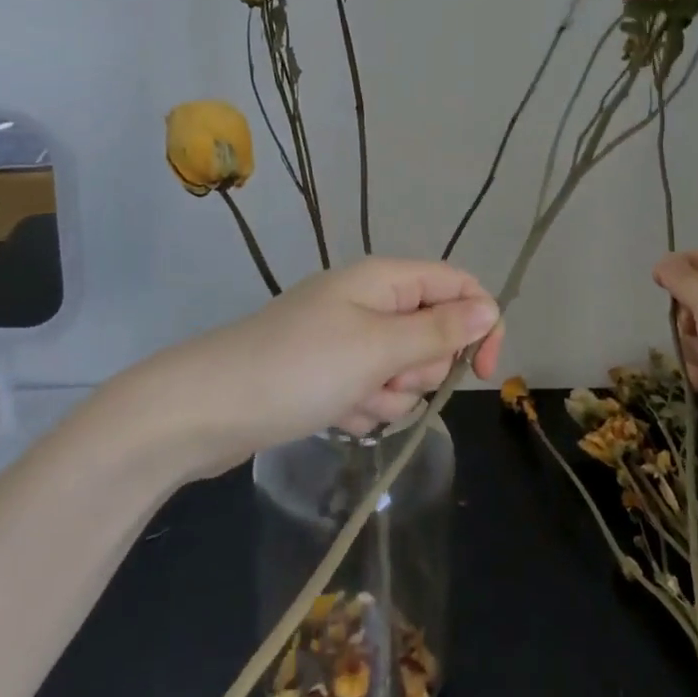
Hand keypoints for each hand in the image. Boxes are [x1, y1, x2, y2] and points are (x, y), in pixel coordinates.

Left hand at [146, 258, 502, 473]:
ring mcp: (346, 339)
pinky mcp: (329, 374)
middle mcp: (369, 302)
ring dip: (389, 395)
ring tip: (350, 402)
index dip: (480, 322)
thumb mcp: (377, 348)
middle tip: (385, 380)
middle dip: (420, 369)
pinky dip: (362, 409)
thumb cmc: (299, 368)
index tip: (484, 372)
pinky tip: (334, 417)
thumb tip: (490, 307)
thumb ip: (438, 330)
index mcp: (383, 279)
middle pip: (432, 332)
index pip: (456, 284)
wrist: (207, 409)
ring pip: (403, 370)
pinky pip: (372, 392)